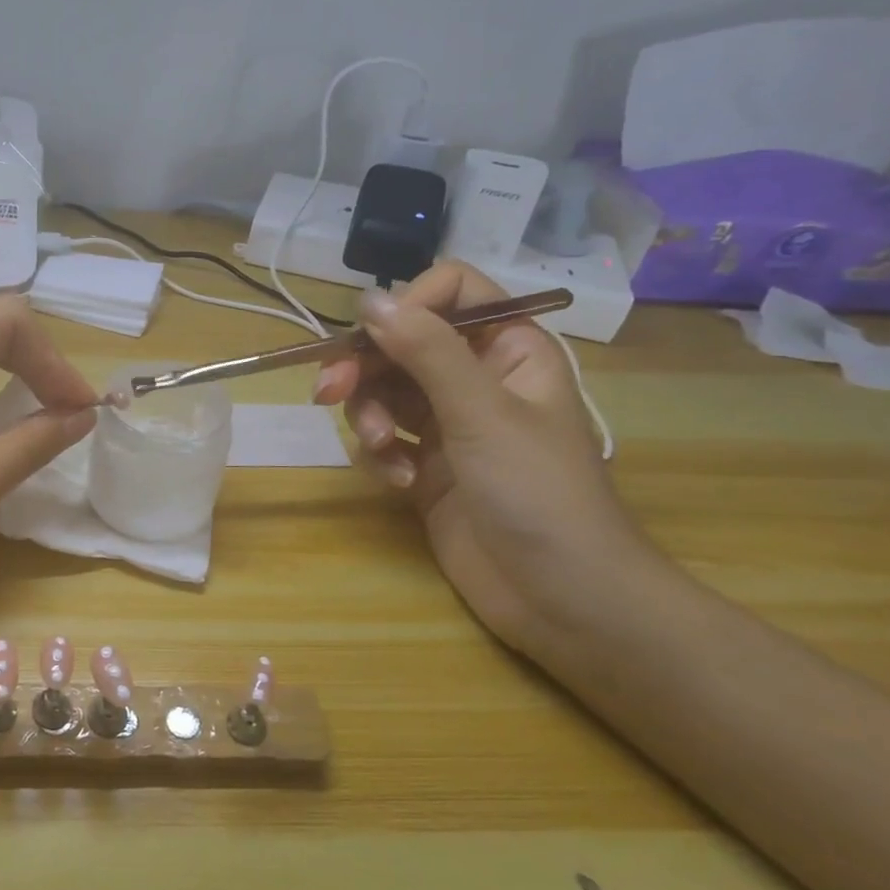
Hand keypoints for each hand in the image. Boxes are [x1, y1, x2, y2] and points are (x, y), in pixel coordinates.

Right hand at [314, 262, 651, 656]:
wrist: (562, 597)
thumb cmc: (537, 492)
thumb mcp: (481, 412)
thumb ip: (425, 350)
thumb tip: (370, 298)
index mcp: (508, 350)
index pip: (452, 293)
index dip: (407, 306)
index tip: (370, 337)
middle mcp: (476, 378)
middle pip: (401, 344)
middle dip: (364, 368)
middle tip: (328, 392)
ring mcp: (449, 424)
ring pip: (384, 392)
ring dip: (370, 417)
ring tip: (382, 451)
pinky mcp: (426, 466)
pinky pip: (384, 439)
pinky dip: (382, 456)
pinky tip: (401, 483)